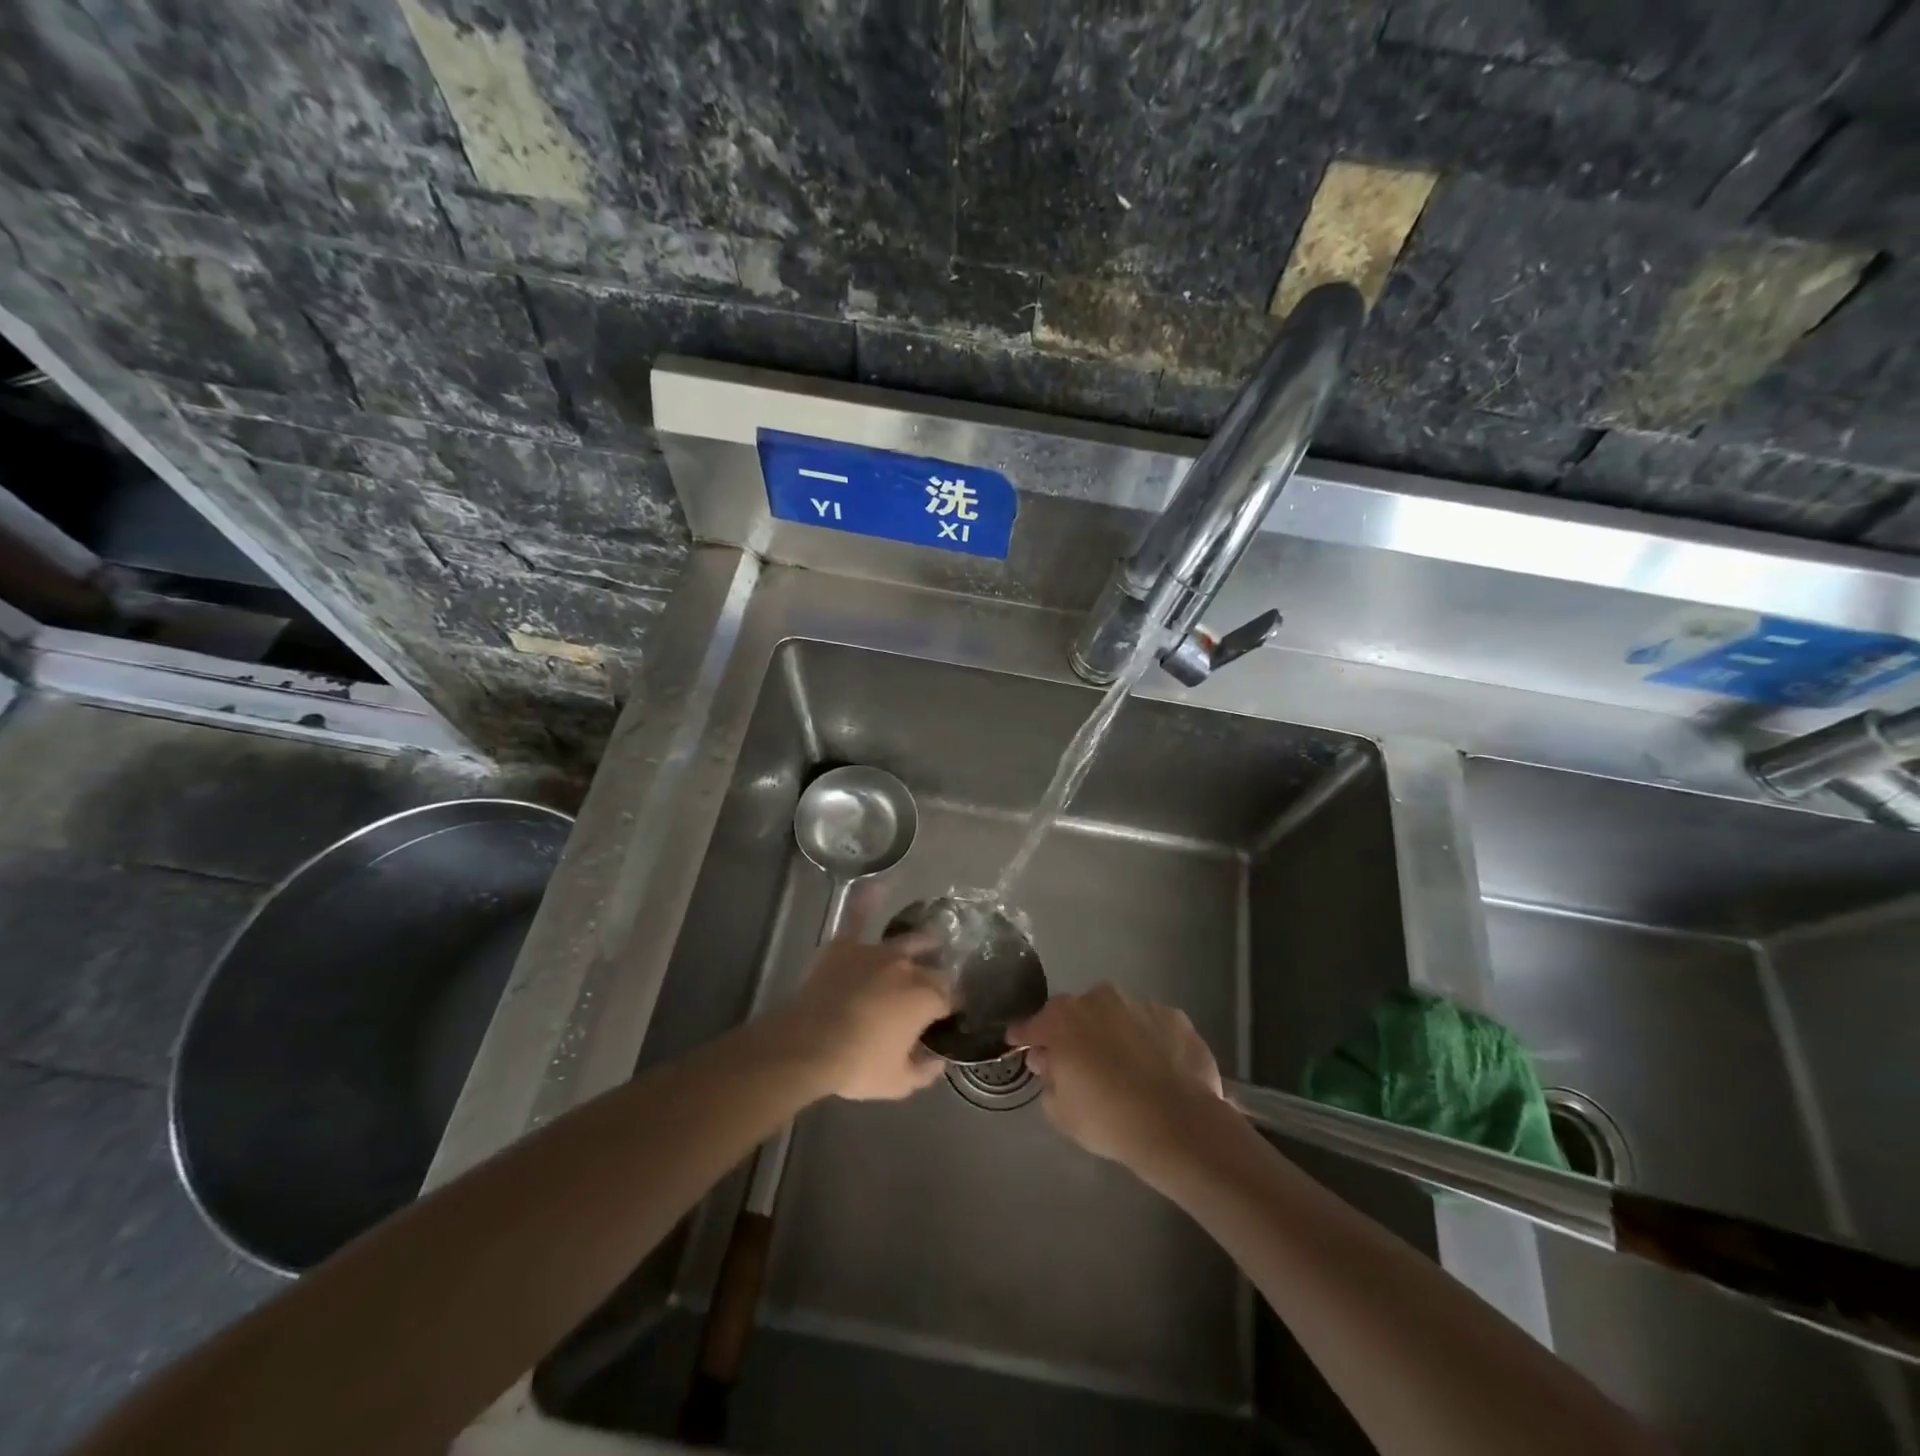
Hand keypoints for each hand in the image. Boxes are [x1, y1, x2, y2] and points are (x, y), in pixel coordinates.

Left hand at [766, 903, 951, 1101]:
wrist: (809, 1044)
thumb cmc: (857, 1064)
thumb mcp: (898, 1082)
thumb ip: (925, 1071)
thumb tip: (939, 1061)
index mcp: (927, 996)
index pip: (953, 995)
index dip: (956, 1005)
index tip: (953, 1015)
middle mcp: (908, 967)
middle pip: (933, 967)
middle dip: (938, 974)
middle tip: (935, 988)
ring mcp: (876, 951)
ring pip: (907, 941)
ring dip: (921, 942)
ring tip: (931, 939)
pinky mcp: (846, 945)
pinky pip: (858, 917)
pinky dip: (868, 901)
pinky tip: (878, 885)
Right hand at [1011, 984, 1226, 1173]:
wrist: (1179, 1125)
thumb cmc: (1108, 1119)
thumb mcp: (1060, 1111)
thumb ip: (1047, 1078)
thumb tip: (1047, 1060)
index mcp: (1063, 1018)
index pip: (1033, 1024)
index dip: (1025, 1035)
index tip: (1020, 1043)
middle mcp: (1099, 998)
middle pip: (1077, 1014)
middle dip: (1074, 1033)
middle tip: (1080, 1063)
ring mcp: (1140, 1003)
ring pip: (1117, 1015)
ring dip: (1114, 1033)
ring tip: (1124, 1066)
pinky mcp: (1175, 1016)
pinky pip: (1151, 1026)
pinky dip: (1149, 1041)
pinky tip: (1156, 1068)